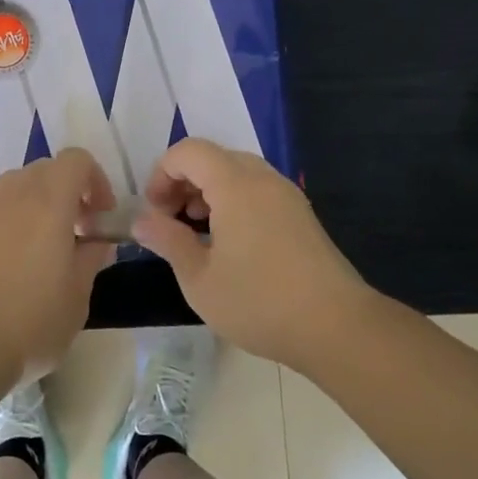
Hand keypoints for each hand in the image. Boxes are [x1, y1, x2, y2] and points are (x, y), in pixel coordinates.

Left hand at [0, 149, 117, 392]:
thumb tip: (98, 241)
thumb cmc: (32, 322)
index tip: (101, 217)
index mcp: (49, 202)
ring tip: (45, 241)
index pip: (76, 160)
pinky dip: (6, 216)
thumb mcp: (77, 296)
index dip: (96, 180)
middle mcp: (13, 195)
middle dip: (68, 190)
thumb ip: (91, 258)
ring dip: (36, 201)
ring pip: (15, 184)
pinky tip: (9, 250)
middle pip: (45, 169)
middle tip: (79, 231)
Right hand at [132, 138, 374, 370]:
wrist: (337, 327)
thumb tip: (141, 221)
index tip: (155, 212)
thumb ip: (167, 241)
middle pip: (213, 157)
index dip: (162, 174)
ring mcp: (287, 194)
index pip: (189, 151)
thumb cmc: (259, 302)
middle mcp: (263, 178)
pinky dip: (233, 201)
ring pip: (237, 172)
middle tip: (170, 220)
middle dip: (183, 181)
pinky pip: (257, 189)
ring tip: (197, 231)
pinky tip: (229, 242)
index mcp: (235, 184)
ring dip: (208, 191)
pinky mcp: (301, 214)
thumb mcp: (199, 278)